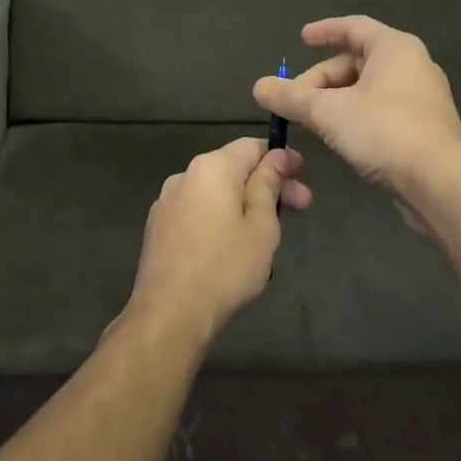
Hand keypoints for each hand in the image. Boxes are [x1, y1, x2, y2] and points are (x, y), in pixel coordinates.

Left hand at [125, 138, 312, 342]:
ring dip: (244, 203)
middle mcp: (184, 176)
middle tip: (301, 208)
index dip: (281, 157)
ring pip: (215, 193)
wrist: (169, 314)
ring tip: (267, 234)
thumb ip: (268, 184)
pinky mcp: (157, 228)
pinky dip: (219, 219)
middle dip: (268, 185)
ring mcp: (166, 202)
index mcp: (211, 168)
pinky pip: (197, 212)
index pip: (251, 146)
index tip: (302, 177)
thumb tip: (278, 155)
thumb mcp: (261, 225)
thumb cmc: (225, 267)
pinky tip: (232, 247)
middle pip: (233, 169)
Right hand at [252, 16, 460, 216]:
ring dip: (335, 101)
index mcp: (394, 48)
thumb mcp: (327, 112)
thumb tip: (259, 87)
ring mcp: (422, 99)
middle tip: (294, 101)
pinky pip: (381, 111)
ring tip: (310, 122)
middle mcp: (413, 66)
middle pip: (357, 62)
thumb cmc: (384, 131)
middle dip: (321, 80)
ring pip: (368, 90)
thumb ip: (291, 98)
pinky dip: (355, 117)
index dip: (325, 31)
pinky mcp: (424, 129)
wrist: (439, 183)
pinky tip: (339, 139)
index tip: (301, 39)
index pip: (354, 27)